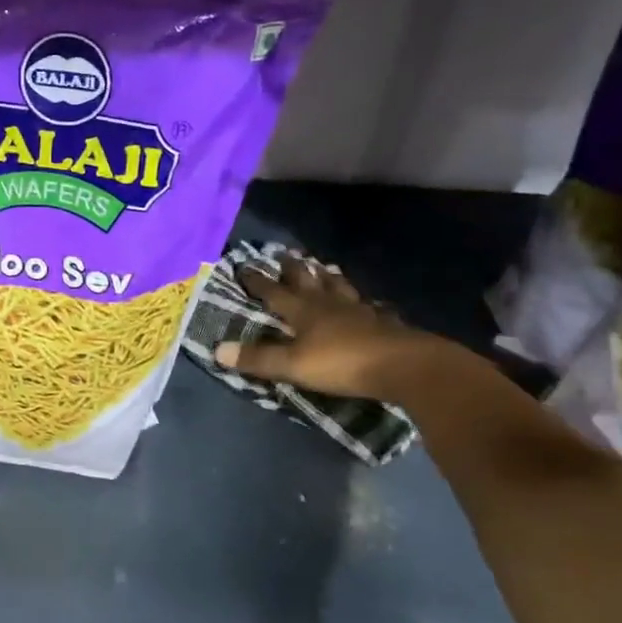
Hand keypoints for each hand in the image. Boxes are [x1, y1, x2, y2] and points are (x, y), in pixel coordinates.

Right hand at [213, 259, 438, 398]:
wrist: (404, 367)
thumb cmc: (341, 364)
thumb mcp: (292, 365)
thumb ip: (258, 359)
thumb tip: (217, 350)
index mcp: (303, 311)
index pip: (274, 292)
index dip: (258, 281)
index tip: (244, 266)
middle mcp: (329, 305)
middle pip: (308, 281)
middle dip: (294, 269)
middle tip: (287, 255)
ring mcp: (360, 312)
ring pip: (339, 288)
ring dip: (329, 277)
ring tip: (324, 267)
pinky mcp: (384, 324)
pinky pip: (370, 307)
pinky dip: (364, 302)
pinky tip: (369, 303)